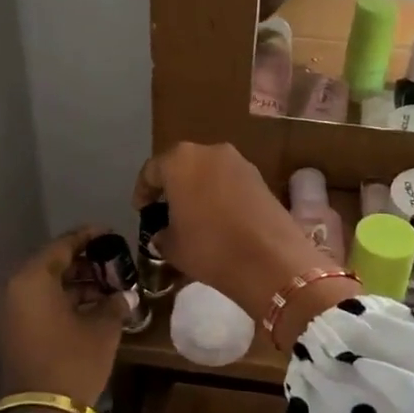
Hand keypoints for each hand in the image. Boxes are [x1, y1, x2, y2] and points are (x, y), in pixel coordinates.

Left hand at [0, 227, 126, 412]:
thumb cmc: (72, 362)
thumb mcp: (103, 329)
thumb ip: (115, 303)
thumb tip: (126, 294)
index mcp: (33, 279)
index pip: (63, 245)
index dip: (90, 237)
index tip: (112, 234)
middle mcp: (15, 289)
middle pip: (53, 264)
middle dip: (85, 263)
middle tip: (115, 263)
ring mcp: (11, 312)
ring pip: (47, 285)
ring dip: (76, 284)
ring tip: (109, 287)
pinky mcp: (14, 331)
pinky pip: (40, 303)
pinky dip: (64, 301)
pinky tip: (93, 307)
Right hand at [135, 143, 361, 343]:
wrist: (271, 261)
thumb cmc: (211, 248)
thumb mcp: (173, 247)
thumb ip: (162, 235)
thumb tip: (164, 233)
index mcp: (180, 160)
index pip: (152, 171)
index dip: (143, 192)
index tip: (141, 211)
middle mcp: (210, 151)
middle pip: (183, 166)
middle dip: (173, 187)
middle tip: (166, 212)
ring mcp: (240, 162)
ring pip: (209, 172)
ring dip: (199, 189)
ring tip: (194, 217)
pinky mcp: (261, 178)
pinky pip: (230, 182)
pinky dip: (221, 195)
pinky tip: (219, 219)